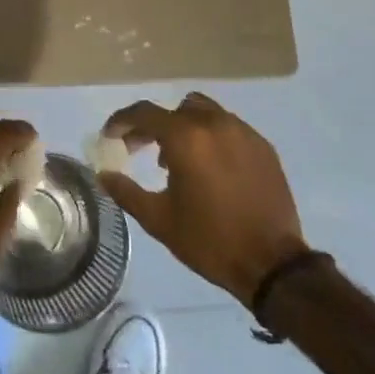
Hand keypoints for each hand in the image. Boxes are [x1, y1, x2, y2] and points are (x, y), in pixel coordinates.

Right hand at [98, 92, 309, 306]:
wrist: (271, 263)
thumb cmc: (209, 241)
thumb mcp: (159, 220)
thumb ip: (126, 192)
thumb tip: (102, 174)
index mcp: (186, 138)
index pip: (145, 113)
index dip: (122, 121)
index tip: (110, 136)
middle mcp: (214, 124)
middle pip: (175, 110)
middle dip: (154, 126)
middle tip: (142, 150)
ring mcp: (242, 132)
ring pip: (204, 112)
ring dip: (185, 127)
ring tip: (179, 159)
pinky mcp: (262, 145)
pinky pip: (229, 128)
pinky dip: (212, 138)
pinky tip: (211, 168)